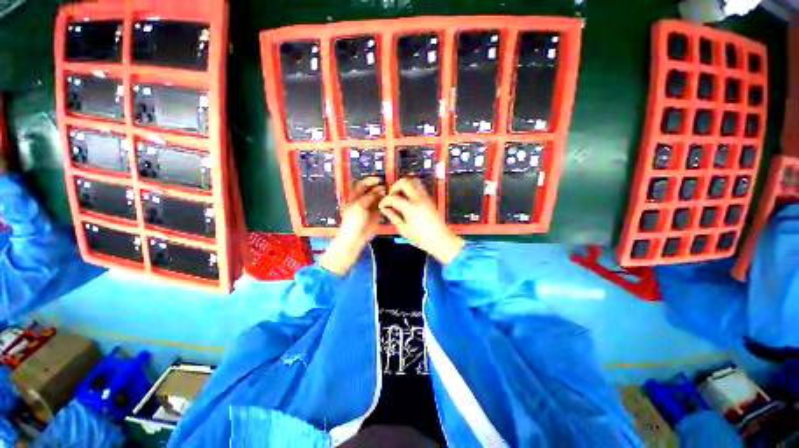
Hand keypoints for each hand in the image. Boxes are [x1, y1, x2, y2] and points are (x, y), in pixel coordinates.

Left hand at [319, 177, 385, 275]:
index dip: (370, 181)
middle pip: (371, 191)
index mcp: (354, 197)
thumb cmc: (353, 220)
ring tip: (391, 192)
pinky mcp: (376, 215)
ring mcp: (369, 208)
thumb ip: (370, 196)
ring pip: (378, 198)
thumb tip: (381, 189)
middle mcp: (362, 201)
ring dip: (384, 195)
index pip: (362, 185)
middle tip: (388, 186)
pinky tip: (391, 200)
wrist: (355, 238)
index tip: (379, 178)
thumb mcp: (359, 205)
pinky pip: (382, 207)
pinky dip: (386, 203)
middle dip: (379, 187)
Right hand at [379, 177, 464, 263]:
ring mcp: (426, 197)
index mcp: (411, 208)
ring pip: (414, 181)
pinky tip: (407, 198)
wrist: (441, 240)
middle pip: (404, 182)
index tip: (382, 205)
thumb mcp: (404, 230)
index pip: (393, 198)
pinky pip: (419, 186)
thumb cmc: (421, 238)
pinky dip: (411, 188)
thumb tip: (385, 209)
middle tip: (391, 196)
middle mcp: (419, 199)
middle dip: (394, 187)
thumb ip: (393, 217)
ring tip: (399, 194)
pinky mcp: (430, 198)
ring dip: (404, 185)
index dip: (385, 201)